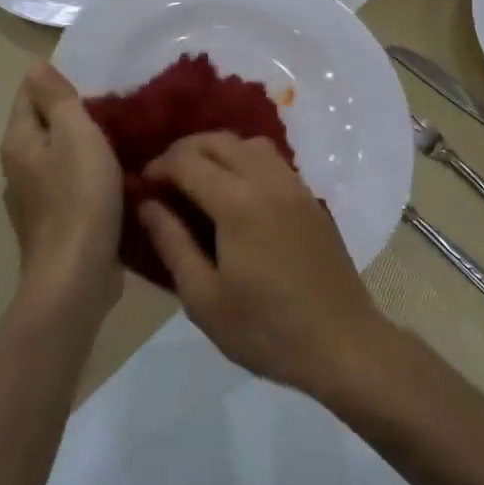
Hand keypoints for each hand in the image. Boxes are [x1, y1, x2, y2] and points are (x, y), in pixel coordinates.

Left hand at [0, 63, 123, 318]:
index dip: (57, 81)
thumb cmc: (79, 198)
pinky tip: (116, 176)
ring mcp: (34, 198)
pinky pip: (71, 184)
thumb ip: (57, 99)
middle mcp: (18, 167)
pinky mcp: (55, 222)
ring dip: (84, 145)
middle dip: (74, 112)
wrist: (76, 277)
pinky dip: (90, 174)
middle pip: (44, 125)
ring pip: (59, 156)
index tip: (96, 78)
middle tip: (116, 105)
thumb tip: (36, 67)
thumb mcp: (75, 135)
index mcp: (19, 141)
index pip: (29, 94)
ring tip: (122, 137)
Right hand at [140, 133, 388, 394]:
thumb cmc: (265, 329)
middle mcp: (267, 180)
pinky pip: (272, 160)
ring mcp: (294, 185)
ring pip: (249, 143)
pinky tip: (236, 191)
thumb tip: (147, 204)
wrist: (342, 343)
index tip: (141, 185)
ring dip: (217, 150)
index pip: (187, 161)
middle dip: (184, 151)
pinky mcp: (311, 197)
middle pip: (218, 141)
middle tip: (163, 178)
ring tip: (199, 179)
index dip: (158, 167)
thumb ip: (172, 243)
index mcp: (237, 202)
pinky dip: (245, 159)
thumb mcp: (204, 298)